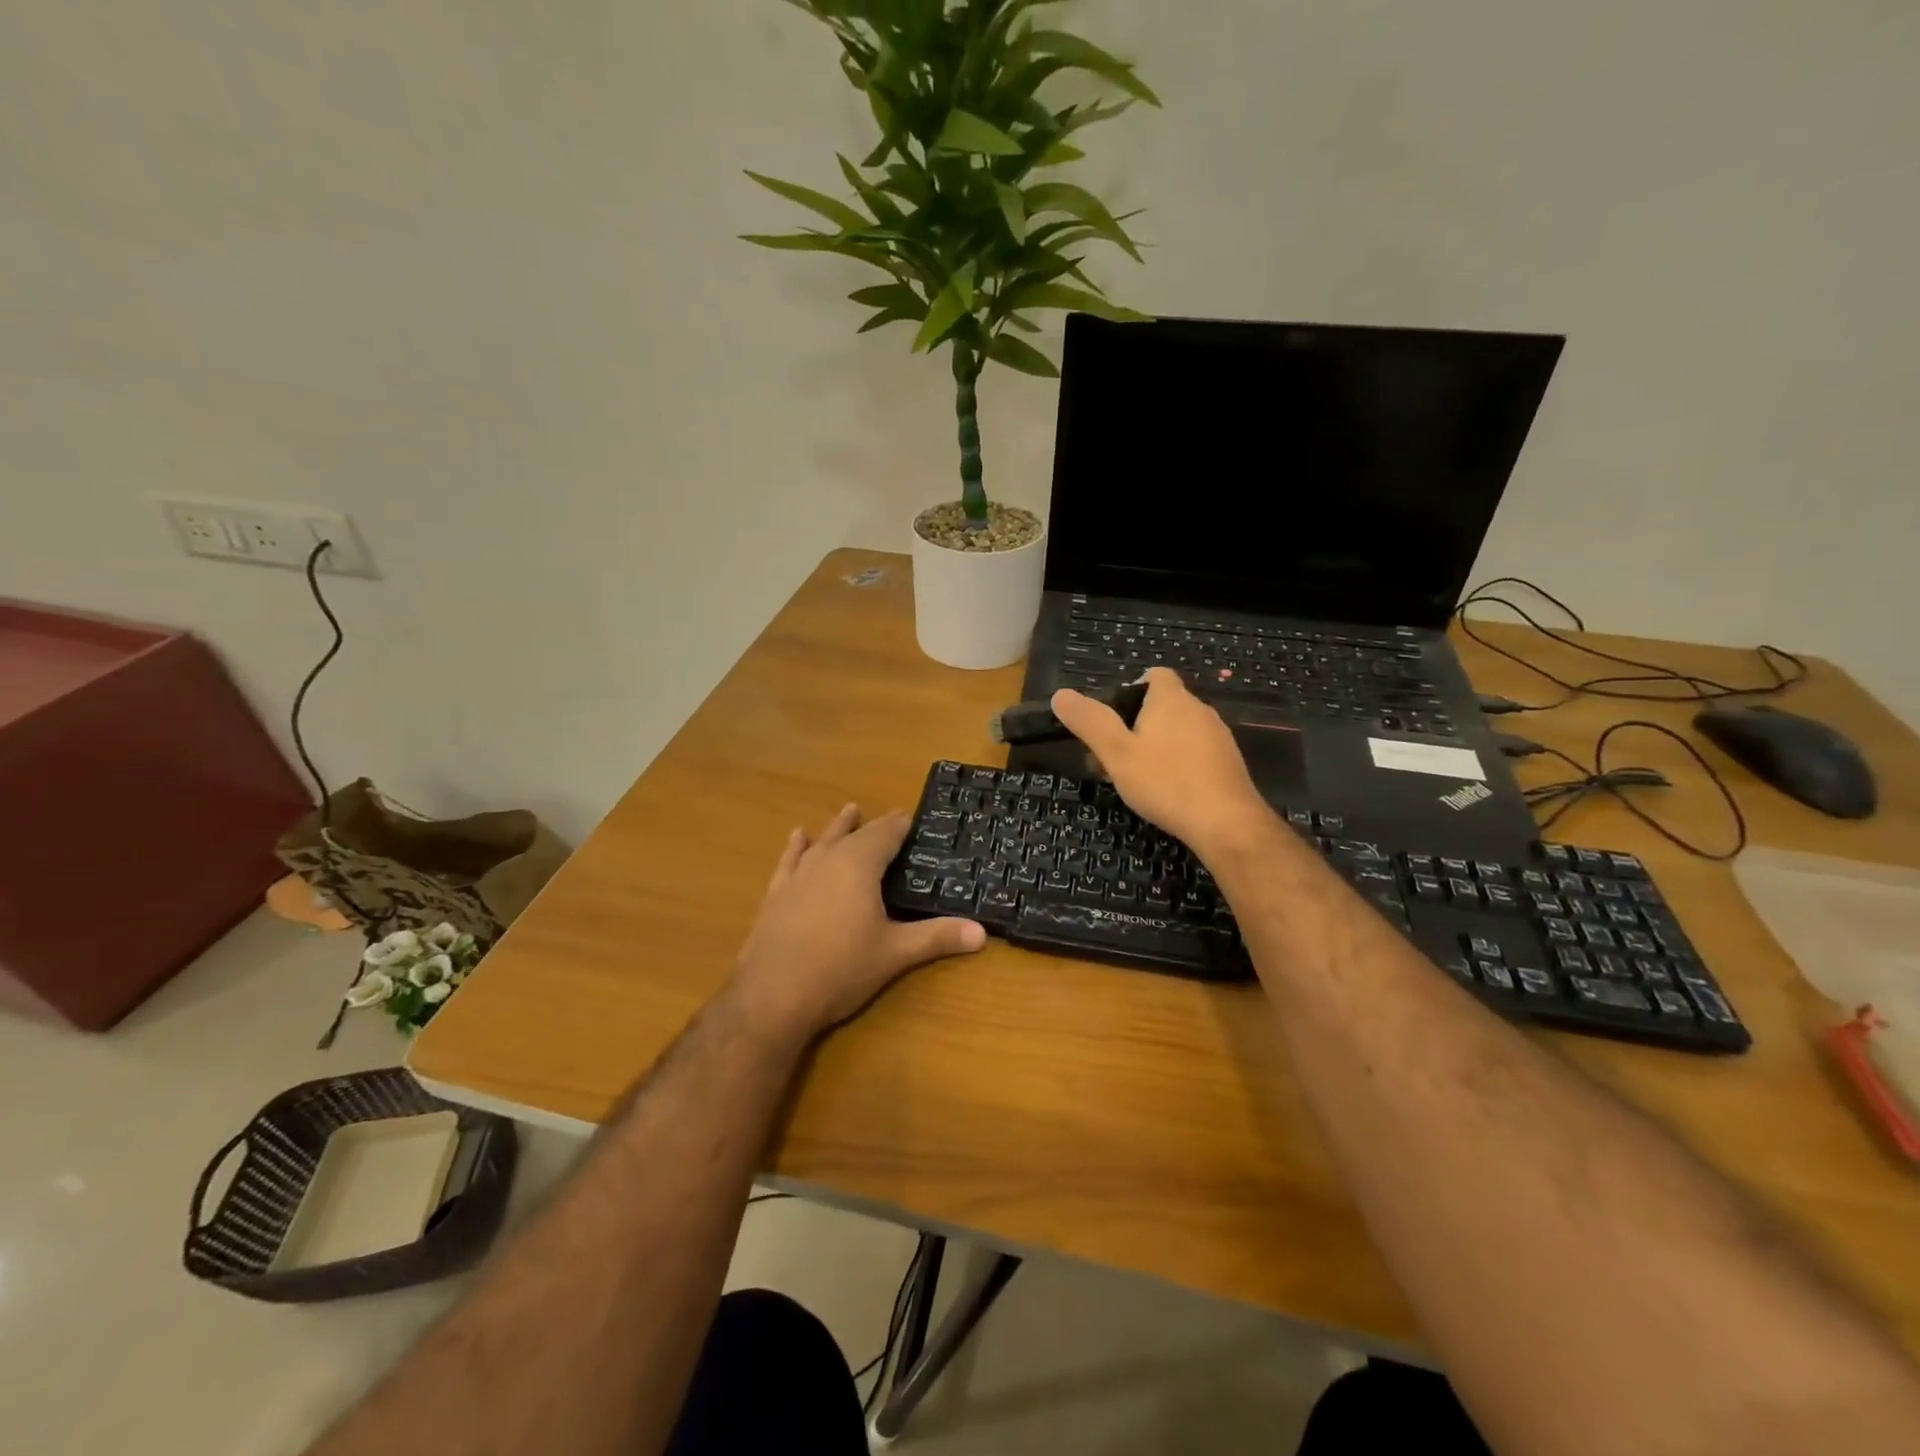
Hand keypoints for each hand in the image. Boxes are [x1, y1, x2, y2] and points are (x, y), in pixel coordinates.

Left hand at [725, 804, 985, 1042]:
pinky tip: (798, 837)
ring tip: (850, 810)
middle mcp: (828, 860)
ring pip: (823, 841)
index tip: (914, 817)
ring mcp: (798, 875)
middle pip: (856, 834)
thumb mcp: (895, 954)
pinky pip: (790, 860)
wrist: (771, 996)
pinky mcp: (776, 894)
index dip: (901, 824)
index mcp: (859, 865)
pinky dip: (797, 847)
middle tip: (892, 817)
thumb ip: (937, 937)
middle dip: (875, 825)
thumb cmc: (841, 969)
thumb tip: (982, 932)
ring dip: (838, 827)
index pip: (886, 834)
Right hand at [1051, 668, 1273, 856]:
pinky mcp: (1228, 762)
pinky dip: (1178, 763)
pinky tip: (1168, 791)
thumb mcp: (1116, 753)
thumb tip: (1060, 695)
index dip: (1131, 689)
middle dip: (1136, 726)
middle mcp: (1198, 709)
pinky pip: (1196, 752)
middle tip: (1113, 757)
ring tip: (1136, 779)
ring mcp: (1218, 736)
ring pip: (1178, 731)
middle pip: (1163, 705)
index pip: (1154, 674)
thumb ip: (1089, 722)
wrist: (1226, 823)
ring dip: (1156, 747)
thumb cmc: (1165, 782)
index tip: (1114, 718)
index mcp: (1171, 699)